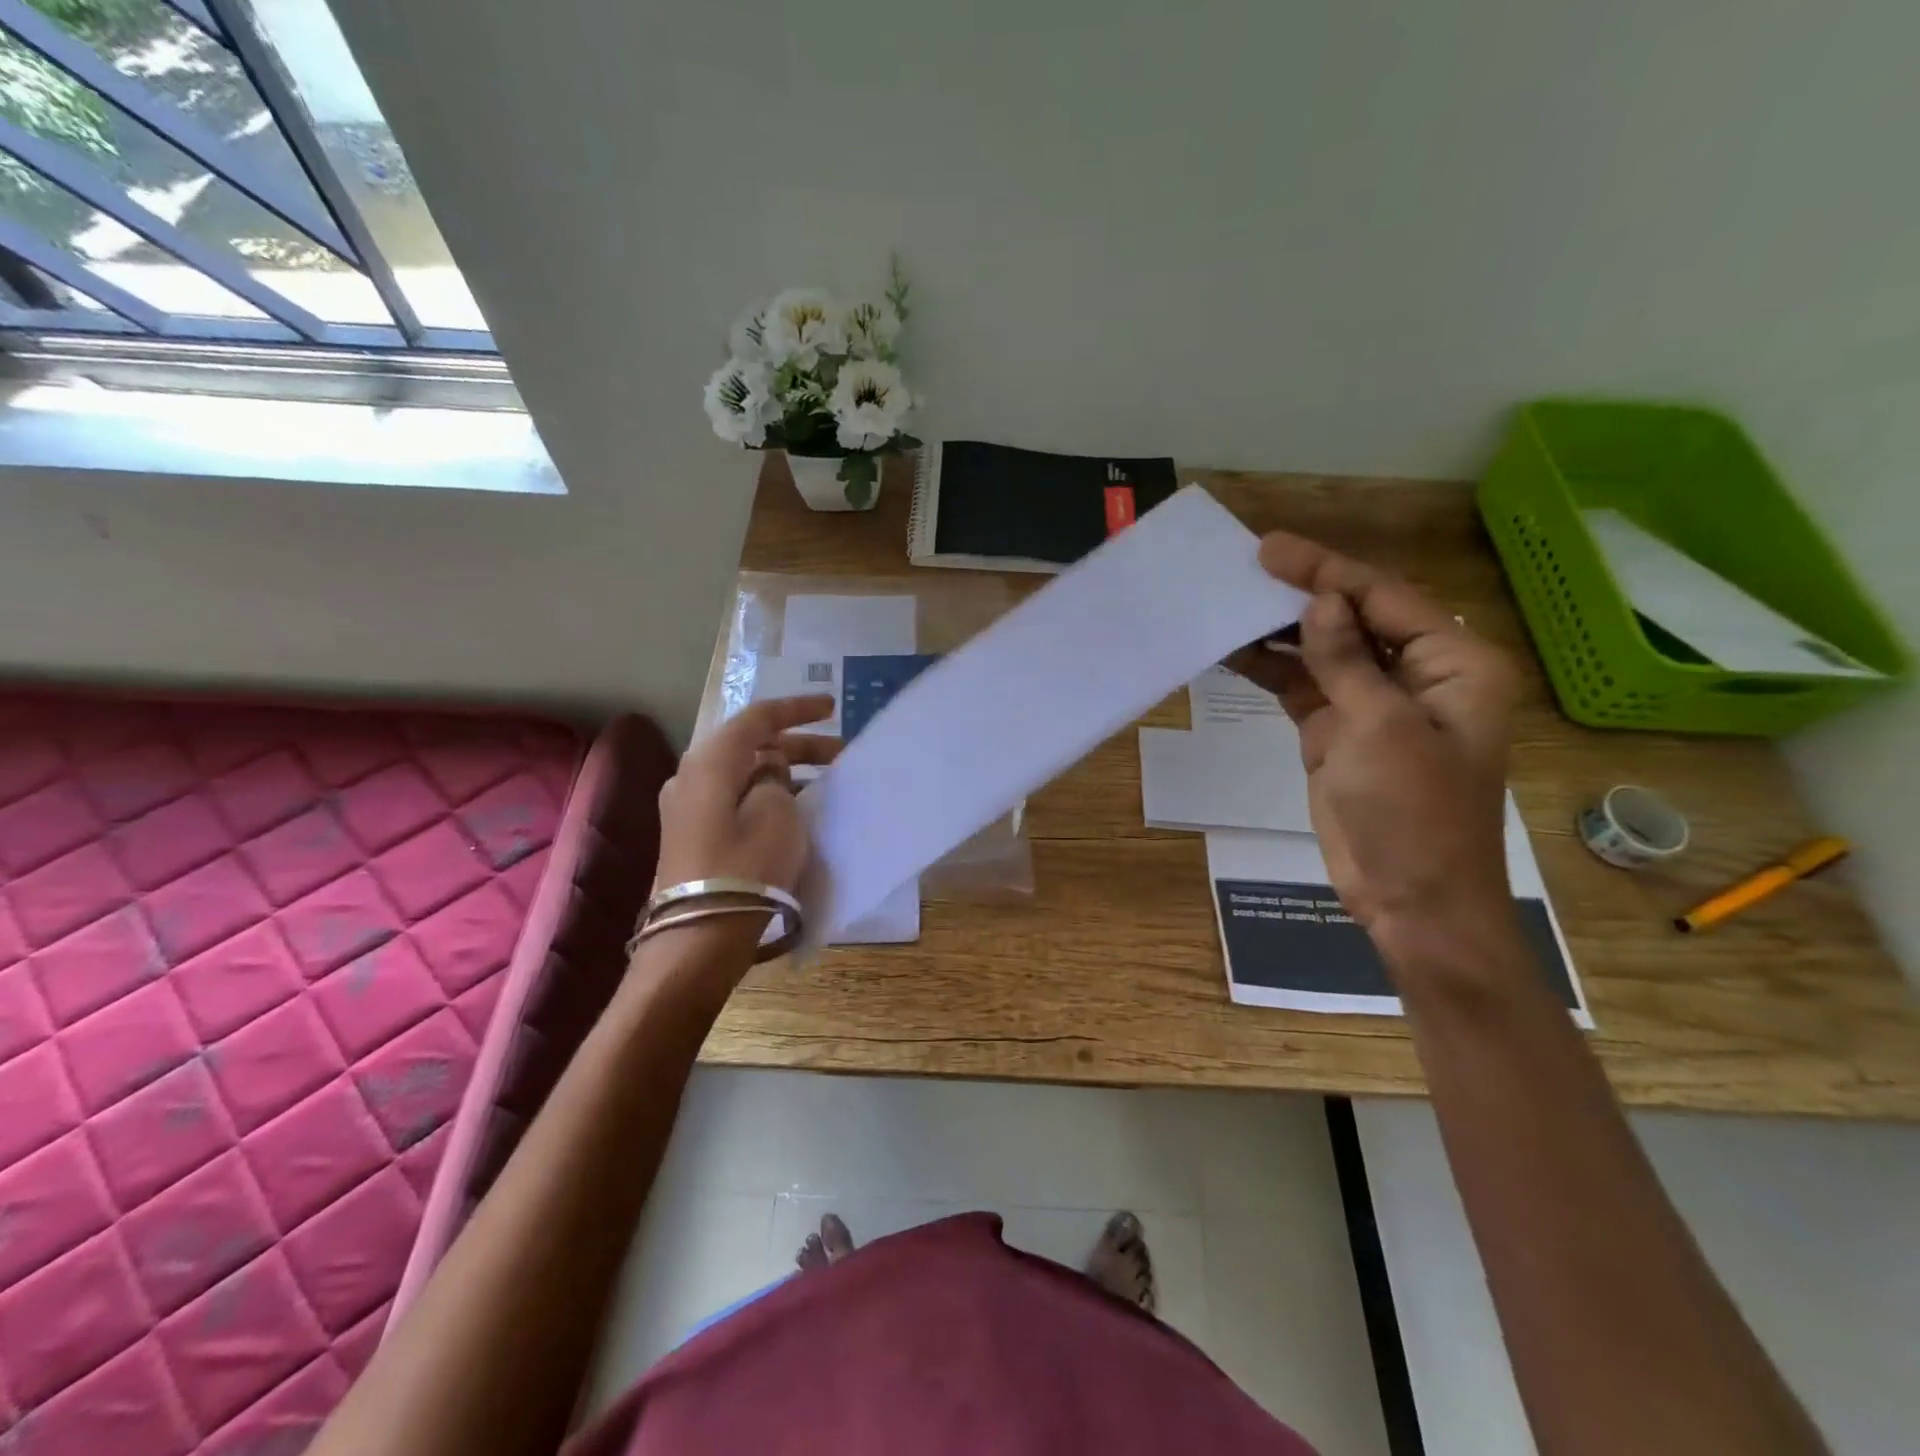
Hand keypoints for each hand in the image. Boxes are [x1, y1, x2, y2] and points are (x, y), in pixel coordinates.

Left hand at [653, 696, 839, 894]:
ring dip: (784, 772)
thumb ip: (777, 779)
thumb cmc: (745, 866)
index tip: (832, 708)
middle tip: (840, 754)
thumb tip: (769, 774)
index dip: (797, 709)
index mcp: (710, 761)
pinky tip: (796, 808)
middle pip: (750, 746)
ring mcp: (688, 807)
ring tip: (824, 782)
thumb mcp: (777, 813)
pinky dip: (768, 795)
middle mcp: (692, 775)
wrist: (700, 936)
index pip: (758, 718)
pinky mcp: (694, 834)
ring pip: (745, 774)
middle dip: (797, 745)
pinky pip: (736, 798)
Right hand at [1226, 533, 1518, 954]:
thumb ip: (1348, 661)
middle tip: (1244, 568)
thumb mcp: (1382, 729)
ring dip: (1280, 632)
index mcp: (1455, 664)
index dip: (1326, 572)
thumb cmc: (1415, 815)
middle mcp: (1418, 675)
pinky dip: (1272, 670)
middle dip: (1300, 595)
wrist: (1411, 901)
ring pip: (1322, 652)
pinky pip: (1303, 687)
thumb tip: (1320, 602)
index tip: (1270, 551)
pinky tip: (1234, 652)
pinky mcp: (1339, 733)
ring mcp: (1374, 705)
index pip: (1383, 599)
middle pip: (1353, 619)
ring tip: (1229, 606)